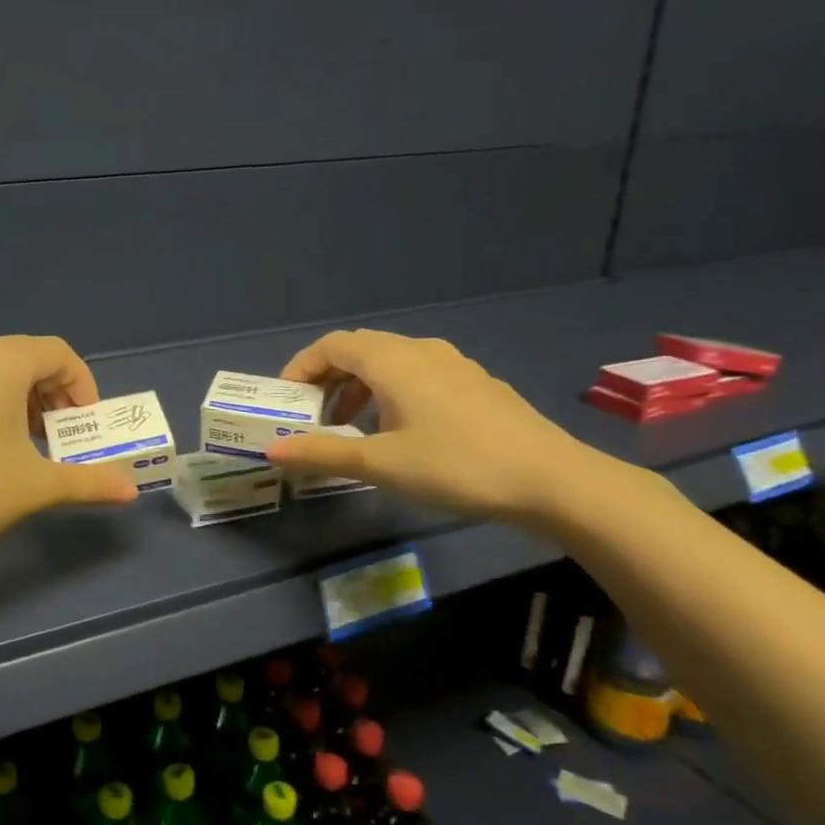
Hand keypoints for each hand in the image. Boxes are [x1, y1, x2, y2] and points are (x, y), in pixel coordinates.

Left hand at [0, 336, 138, 570]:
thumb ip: (89, 480)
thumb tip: (130, 490)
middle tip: (63, 436)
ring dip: (24, 399)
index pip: (59, 353)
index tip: (88, 424)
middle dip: (55, 394)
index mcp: (0, 361)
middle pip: (27, 358)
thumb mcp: (37, 485)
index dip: (84, 385)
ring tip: (30, 443)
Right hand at [262, 331, 596, 521]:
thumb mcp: (380, 464)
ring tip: (350, 426)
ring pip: (390, 362)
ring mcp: (453, 364)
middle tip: (312, 416)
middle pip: (359, 350)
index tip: (286, 400)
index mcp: (392, 360)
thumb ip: (323, 452)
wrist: (551, 480)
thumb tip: (272, 451)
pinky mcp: (475, 383)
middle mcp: (420, 350)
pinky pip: (417, 375)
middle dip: (327, 378)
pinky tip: (399, 431)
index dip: (301, 367)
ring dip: (359, 387)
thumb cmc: (455, 465)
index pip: (331, 345)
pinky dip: (390, 393)